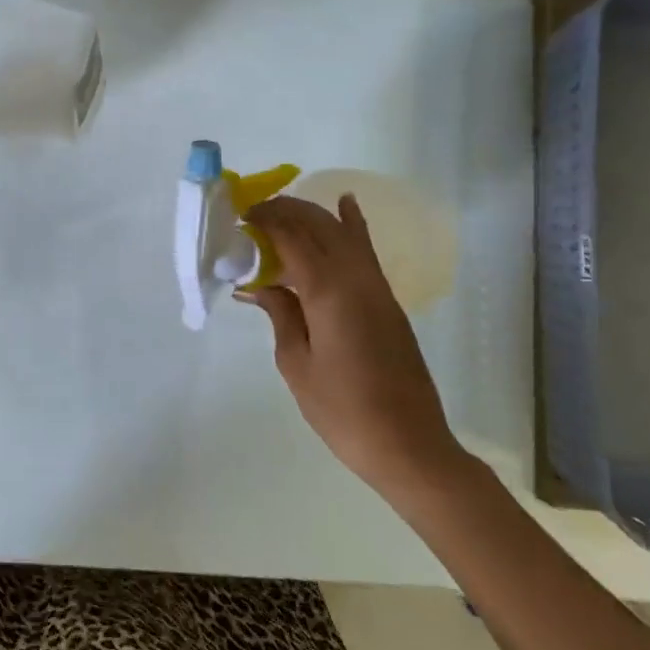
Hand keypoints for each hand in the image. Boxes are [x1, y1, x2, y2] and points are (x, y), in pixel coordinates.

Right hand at [242, 194, 470, 502]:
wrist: (408, 444)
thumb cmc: (342, 410)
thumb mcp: (296, 363)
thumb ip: (280, 314)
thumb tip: (258, 285)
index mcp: (328, 292)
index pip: (292, 237)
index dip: (266, 220)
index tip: (241, 216)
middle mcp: (356, 279)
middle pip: (318, 226)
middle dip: (285, 210)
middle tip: (253, 213)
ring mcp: (376, 287)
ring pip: (342, 232)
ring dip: (311, 215)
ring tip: (281, 210)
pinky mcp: (387, 300)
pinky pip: (364, 250)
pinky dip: (353, 225)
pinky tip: (346, 204)